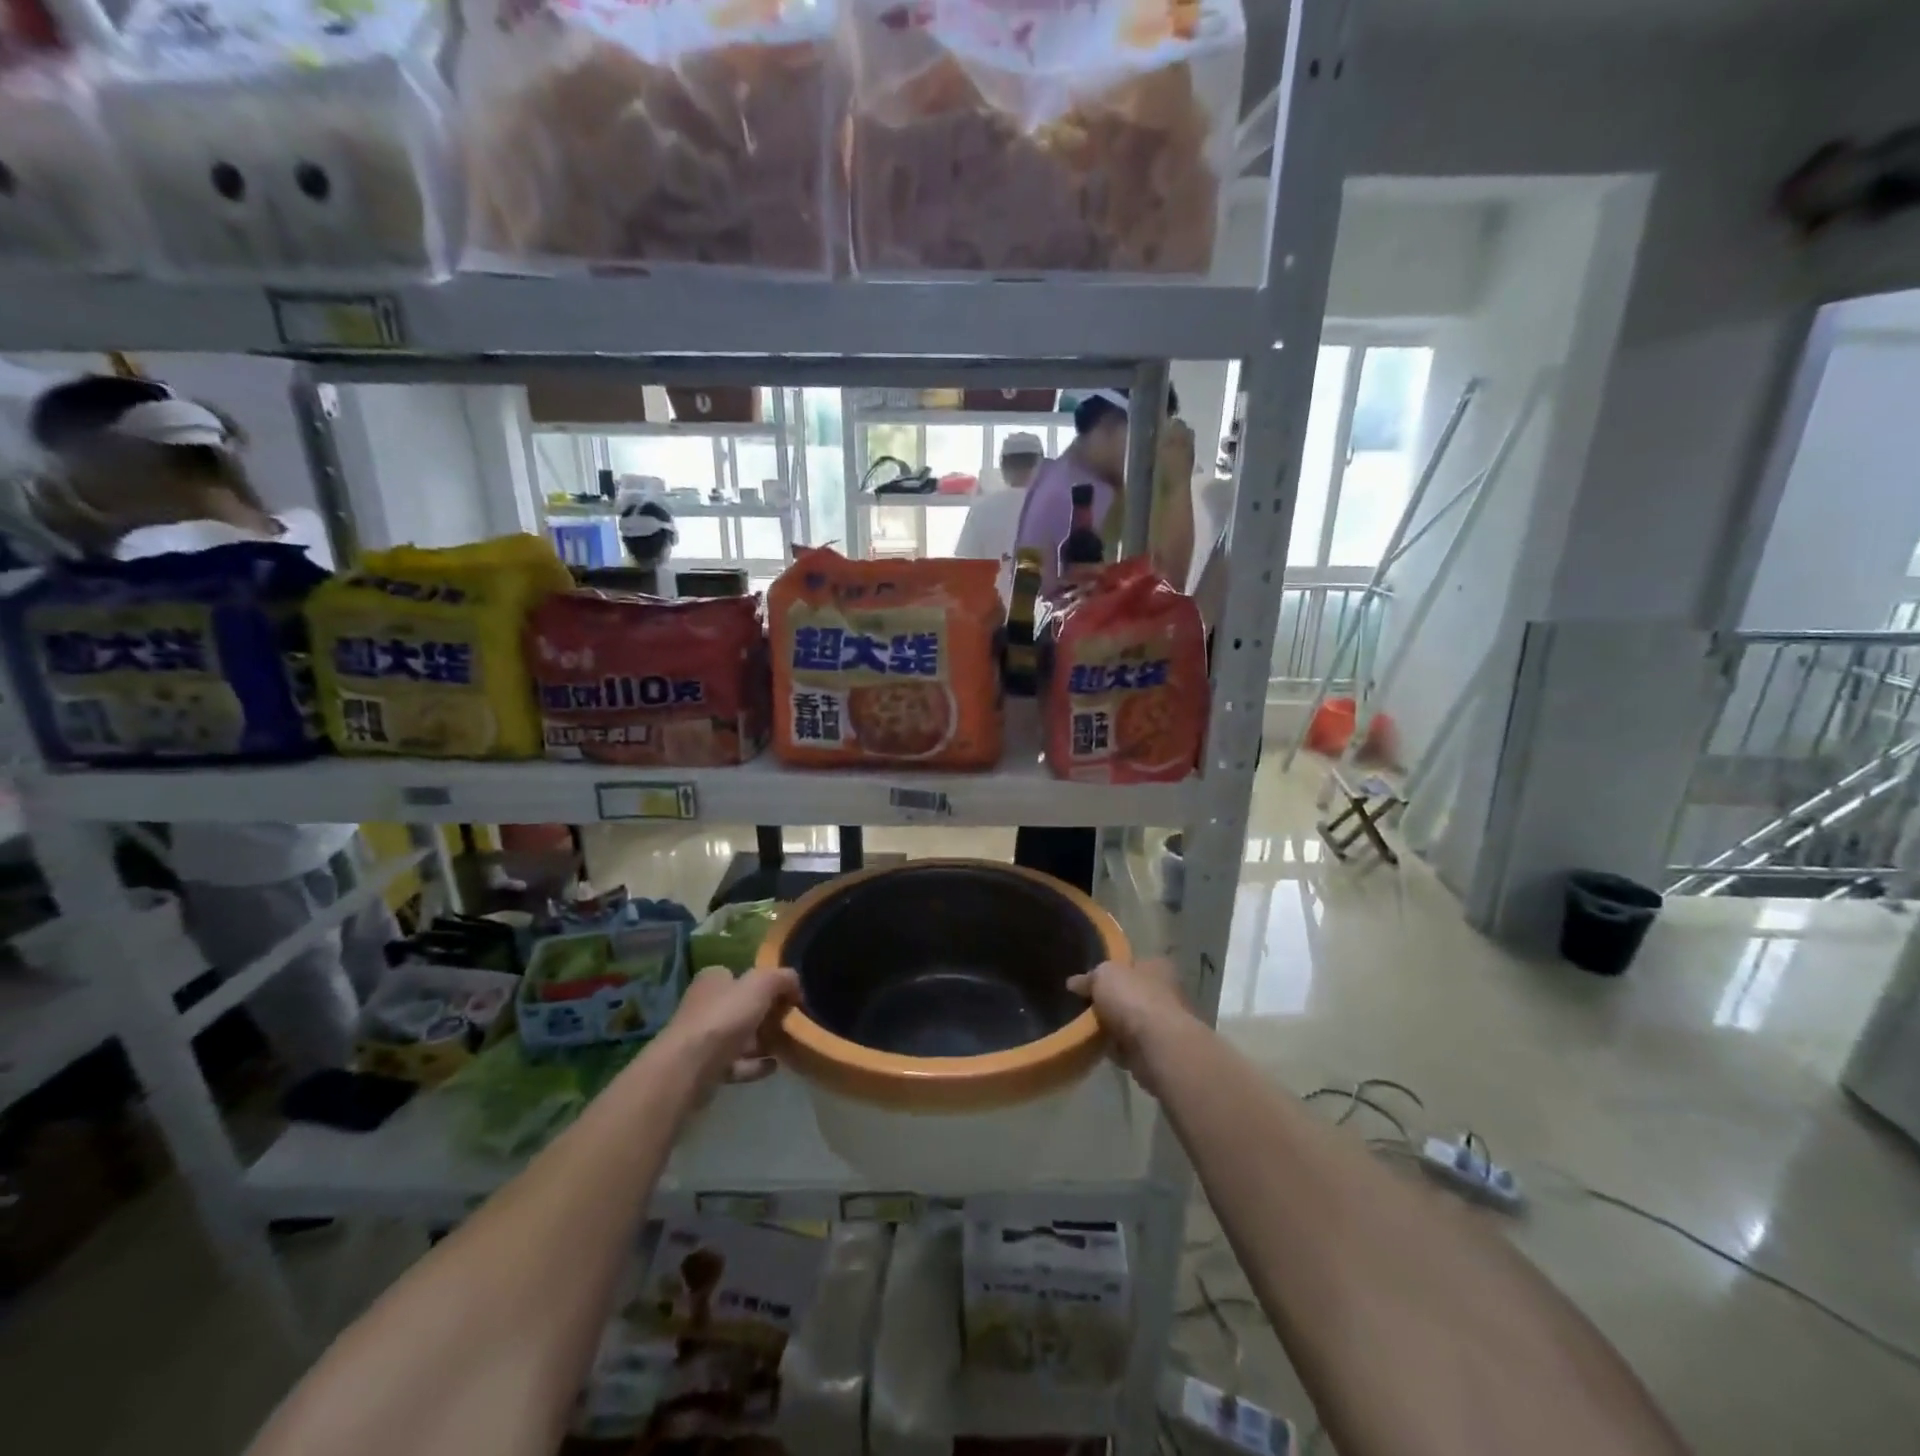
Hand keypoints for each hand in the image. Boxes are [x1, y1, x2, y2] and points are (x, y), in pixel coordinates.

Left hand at [658, 965, 799, 1092]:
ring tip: (787, 1046)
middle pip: (743, 1008)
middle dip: (767, 1016)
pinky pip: (737, 1063)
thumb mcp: (761, 984)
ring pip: (740, 1037)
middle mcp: (704, 1005)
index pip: (741, 976)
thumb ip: (782, 978)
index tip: (788, 997)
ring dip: (763, 1042)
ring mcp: (703, 1038)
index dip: (765, 985)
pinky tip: (773, 1066)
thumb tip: (795, 984)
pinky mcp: (704, 1067)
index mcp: (713, 979)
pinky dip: (755, 1065)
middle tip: (790, 1023)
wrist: (690, 1067)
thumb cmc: (724, 1016)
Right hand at [1067, 957, 1192, 1092]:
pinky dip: (1116, 1049)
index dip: (1112, 971)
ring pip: (1130, 1022)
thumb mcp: (1103, 975)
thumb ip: (1089, 977)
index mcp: (1157, 966)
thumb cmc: (1133, 999)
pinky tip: (1100, 1048)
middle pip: (1131, 994)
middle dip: (1111, 1002)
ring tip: (1087, 1029)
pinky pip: (1130, 1047)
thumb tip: (1074, 982)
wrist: (1157, 1046)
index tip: (1091, 981)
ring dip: (1113, 1028)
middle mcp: (1165, 992)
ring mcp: (1163, 1024)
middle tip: (1085, 1006)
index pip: (1132, 964)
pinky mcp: (1158, 1051)